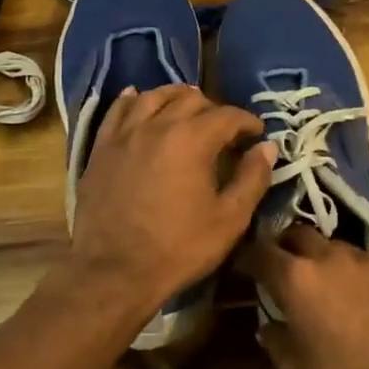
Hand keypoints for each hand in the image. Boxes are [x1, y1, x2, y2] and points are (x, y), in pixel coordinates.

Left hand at [69, 85, 274, 321]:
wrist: (114, 272)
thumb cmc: (178, 248)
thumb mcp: (229, 219)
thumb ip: (252, 178)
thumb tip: (267, 147)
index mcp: (192, 139)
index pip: (227, 115)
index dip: (247, 121)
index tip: (257, 134)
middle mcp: (157, 125)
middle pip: (190, 99)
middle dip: (214, 108)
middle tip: (225, 129)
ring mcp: (125, 134)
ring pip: (153, 96)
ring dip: (175, 97)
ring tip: (187, 107)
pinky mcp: (101, 148)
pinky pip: (117, 110)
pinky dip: (132, 100)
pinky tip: (138, 99)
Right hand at [240, 226, 368, 368]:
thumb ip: (276, 341)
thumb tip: (269, 326)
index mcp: (296, 278)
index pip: (261, 251)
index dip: (249, 256)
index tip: (245, 265)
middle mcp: (329, 257)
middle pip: (299, 234)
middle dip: (288, 246)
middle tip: (287, 267)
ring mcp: (367, 260)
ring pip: (337, 247)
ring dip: (326, 260)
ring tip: (331, 286)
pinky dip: (360, 276)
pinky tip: (368, 301)